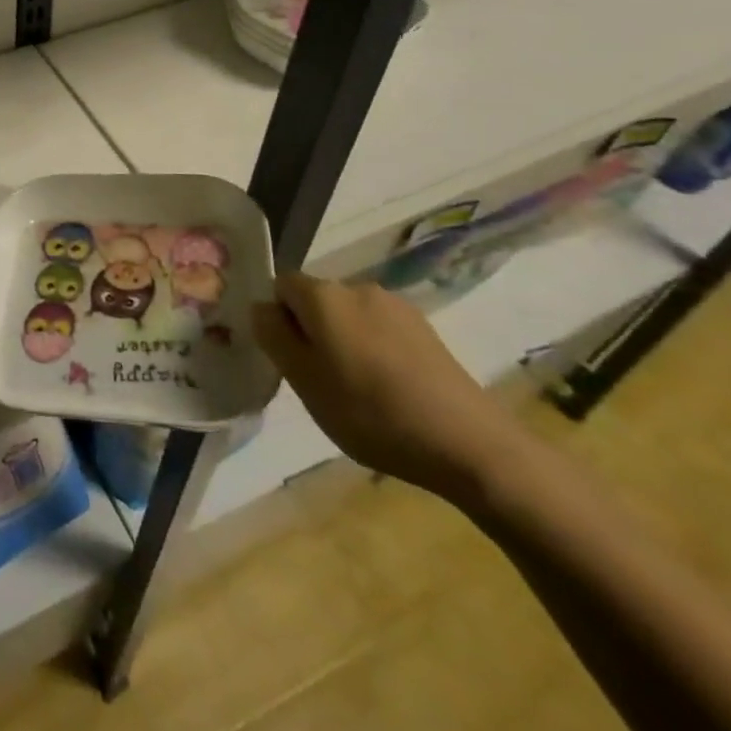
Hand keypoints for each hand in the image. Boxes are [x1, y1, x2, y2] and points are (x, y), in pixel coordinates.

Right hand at [253, 275, 532, 505]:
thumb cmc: (371, 412)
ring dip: (343, 341)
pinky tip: (390, 390)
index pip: (280, 286)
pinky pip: (380, 330)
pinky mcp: (425, 329)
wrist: (469, 444)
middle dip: (311, 330)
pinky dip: (374, 350)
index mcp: (323, 294)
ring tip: (357, 390)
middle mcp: (357, 286)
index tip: (289, 359)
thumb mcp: (304, 380)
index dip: (278, 319)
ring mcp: (396, 306)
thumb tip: (261, 307)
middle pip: (316, 300)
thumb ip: (274, 336)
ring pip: (349, 316)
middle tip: (319, 380)